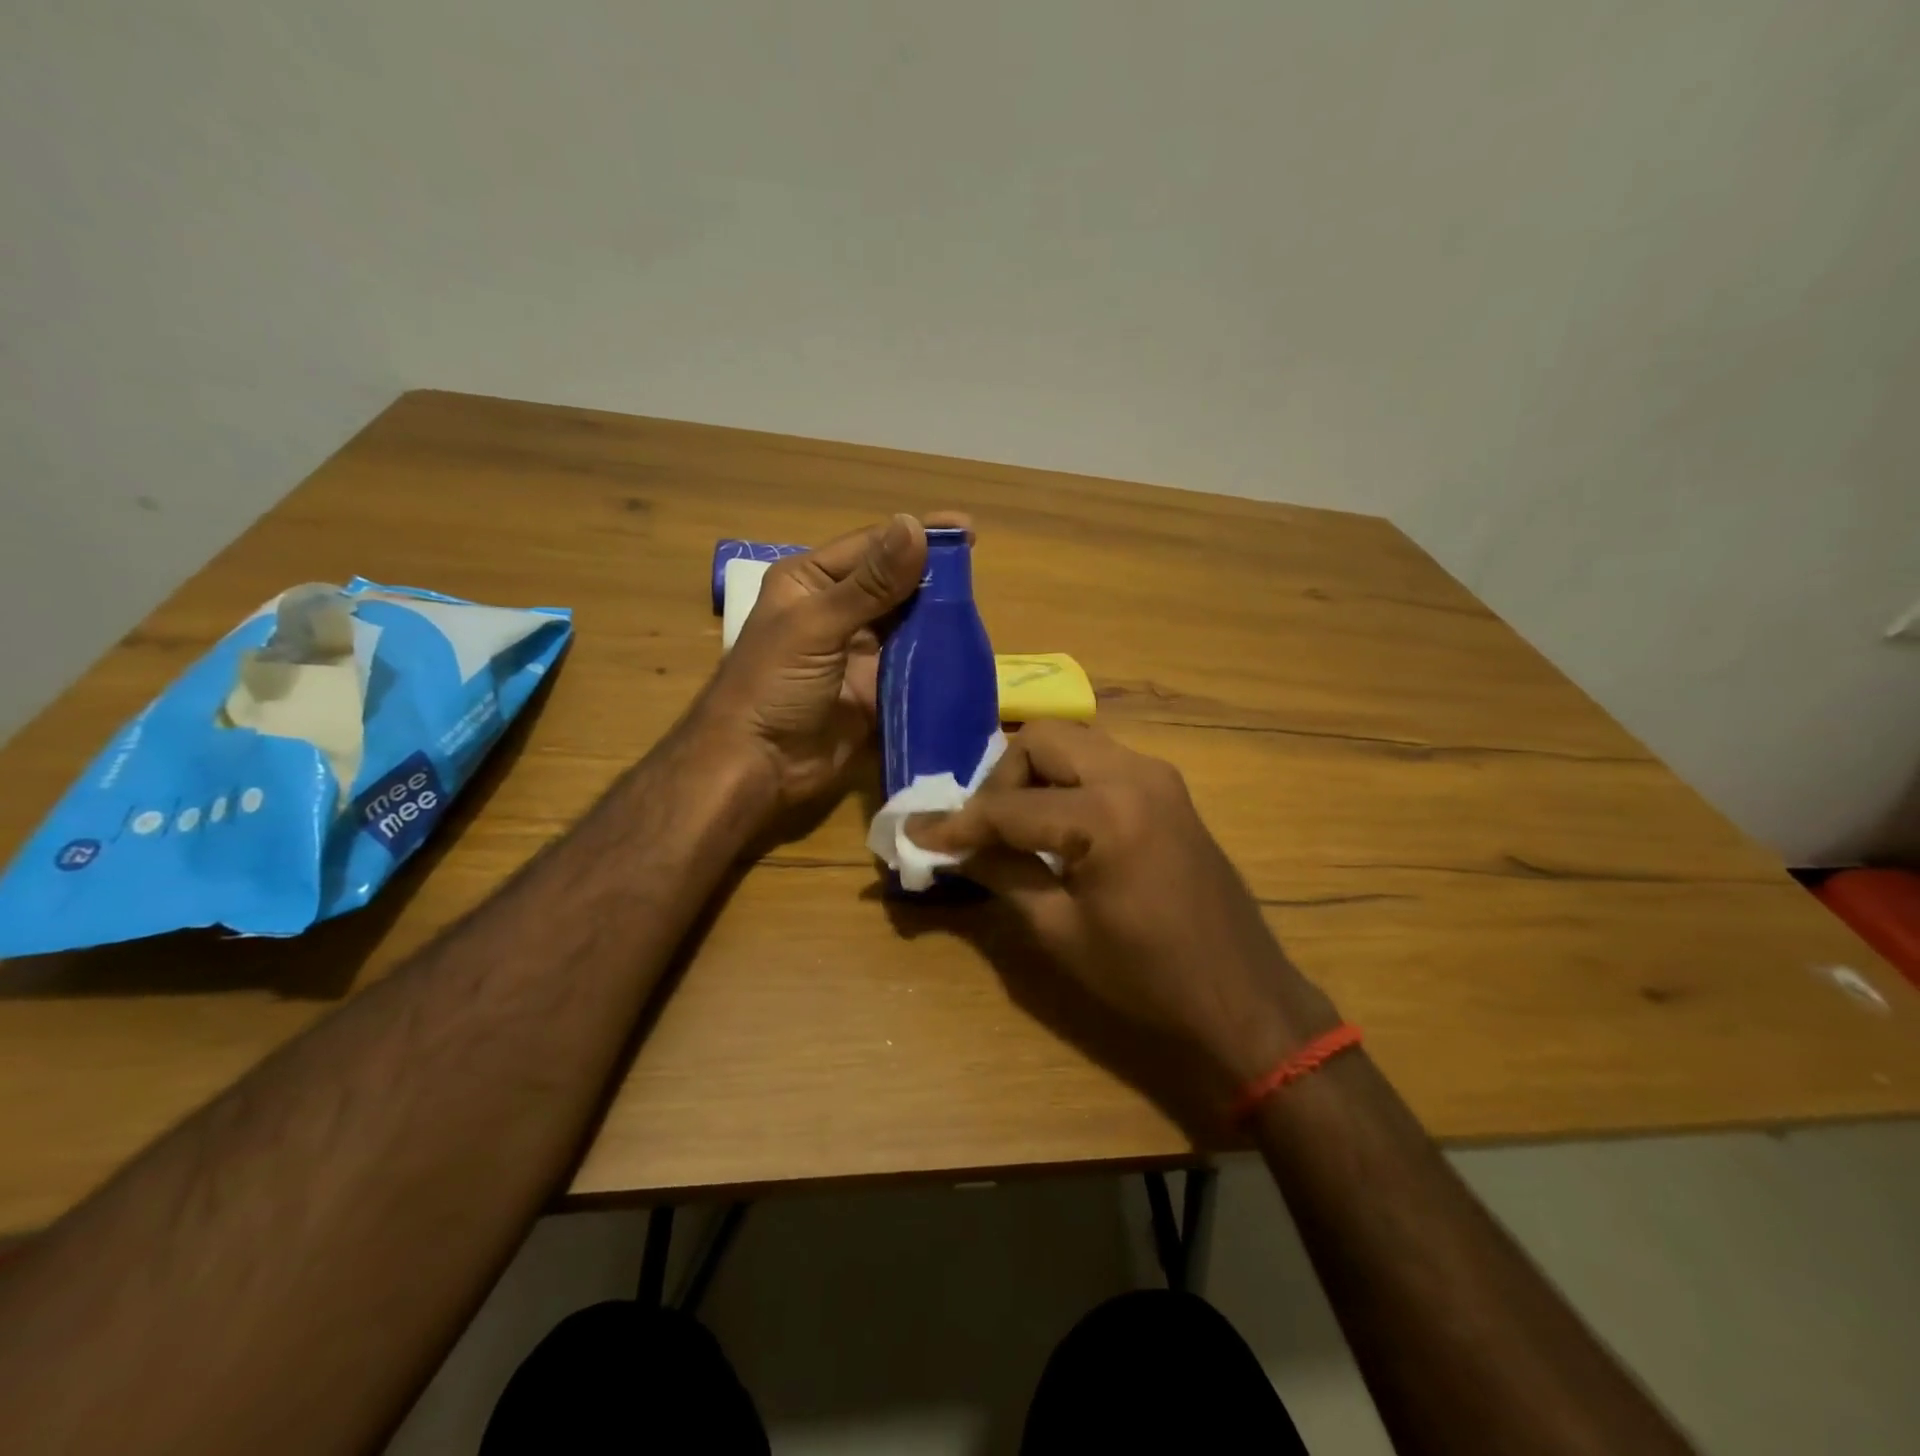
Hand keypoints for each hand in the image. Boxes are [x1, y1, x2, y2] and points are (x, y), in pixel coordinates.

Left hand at [689, 513, 961, 812]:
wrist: (759, 766)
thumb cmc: (772, 686)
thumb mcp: (816, 626)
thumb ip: (869, 584)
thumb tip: (915, 526)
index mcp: (812, 582)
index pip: (872, 547)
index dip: (916, 537)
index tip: (966, 530)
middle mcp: (837, 610)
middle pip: (894, 584)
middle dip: (933, 578)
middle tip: (978, 574)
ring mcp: (859, 652)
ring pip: (908, 624)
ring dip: (938, 618)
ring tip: (978, 610)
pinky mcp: (877, 688)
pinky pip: (913, 665)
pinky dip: (936, 658)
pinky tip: (966, 650)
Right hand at [910, 721, 1340, 1088]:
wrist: (1242, 995)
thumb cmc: (1148, 976)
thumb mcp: (1060, 931)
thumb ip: (1001, 874)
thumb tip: (950, 849)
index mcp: (1107, 813)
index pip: (1009, 806)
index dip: (958, 824)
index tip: (919, 836)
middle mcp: (1135, 773)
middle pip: (1042, 740)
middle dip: (1001, 779)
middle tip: (983, 829)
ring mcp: (1158, 775)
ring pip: (1073, 743)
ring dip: (1034, 775)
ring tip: (1014, 827)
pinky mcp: (1168, 788)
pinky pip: (1101, 762)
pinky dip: (1066, 782)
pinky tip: (1056, 826)